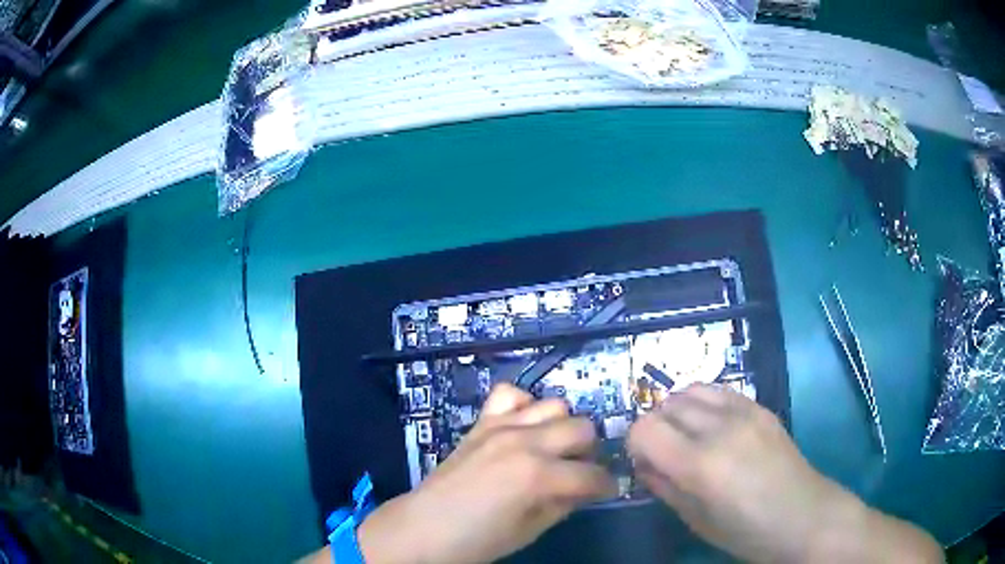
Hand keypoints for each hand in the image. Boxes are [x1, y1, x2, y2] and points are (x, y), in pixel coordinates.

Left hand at [358, 384, 615, 563]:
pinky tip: (523, 428)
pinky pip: (510, 394)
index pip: (593, 475)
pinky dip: (524, 407)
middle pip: (583, 428)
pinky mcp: (482, 423)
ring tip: (553, 450)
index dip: (606, 485)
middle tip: (578, 472)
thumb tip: (585, 488)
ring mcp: (501, 427)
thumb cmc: (477, 541)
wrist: (423, 529)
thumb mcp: (530, 531)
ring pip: (555, 405)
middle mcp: (525, 442)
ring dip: (562, 428)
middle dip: (589, 452)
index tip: (606, 492)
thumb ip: (563, 504)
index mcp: (538, 476)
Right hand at [627, 384, 941, 563]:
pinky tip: (713, 426)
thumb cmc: (747, 532)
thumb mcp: (696, 521)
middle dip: (656, 429)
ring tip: (689, 437)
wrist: (804, 516)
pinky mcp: (760, 406)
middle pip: (664, 406)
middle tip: (666, 455)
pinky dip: (703, 402)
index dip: (635, 446)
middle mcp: (720, 428)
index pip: (643, 429)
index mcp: (700, 465)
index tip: (646, 463)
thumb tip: (645, 465)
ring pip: (690, 390)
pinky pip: (718, 390)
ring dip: (678, 412)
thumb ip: (664, 488)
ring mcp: (744, 412)